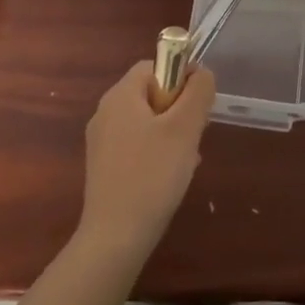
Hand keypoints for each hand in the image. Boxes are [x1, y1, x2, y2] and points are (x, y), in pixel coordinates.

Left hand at [76, 61, 215, 271]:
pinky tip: (170, 177)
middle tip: (196, 133)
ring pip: (147, 121)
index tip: (199, 103)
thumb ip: (198, 92)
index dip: (182, 75)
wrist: (115, 238)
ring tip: (186, 159)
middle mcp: (106, 113)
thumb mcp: (184, 128)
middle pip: (151, 93)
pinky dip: (157, 152)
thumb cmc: (152, 175)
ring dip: (172, 133)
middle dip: (179, 108)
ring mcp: (102, 142)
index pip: (155, 65)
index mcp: (120, 96)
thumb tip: (202, 73)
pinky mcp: (104, 168)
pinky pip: (137, 145)